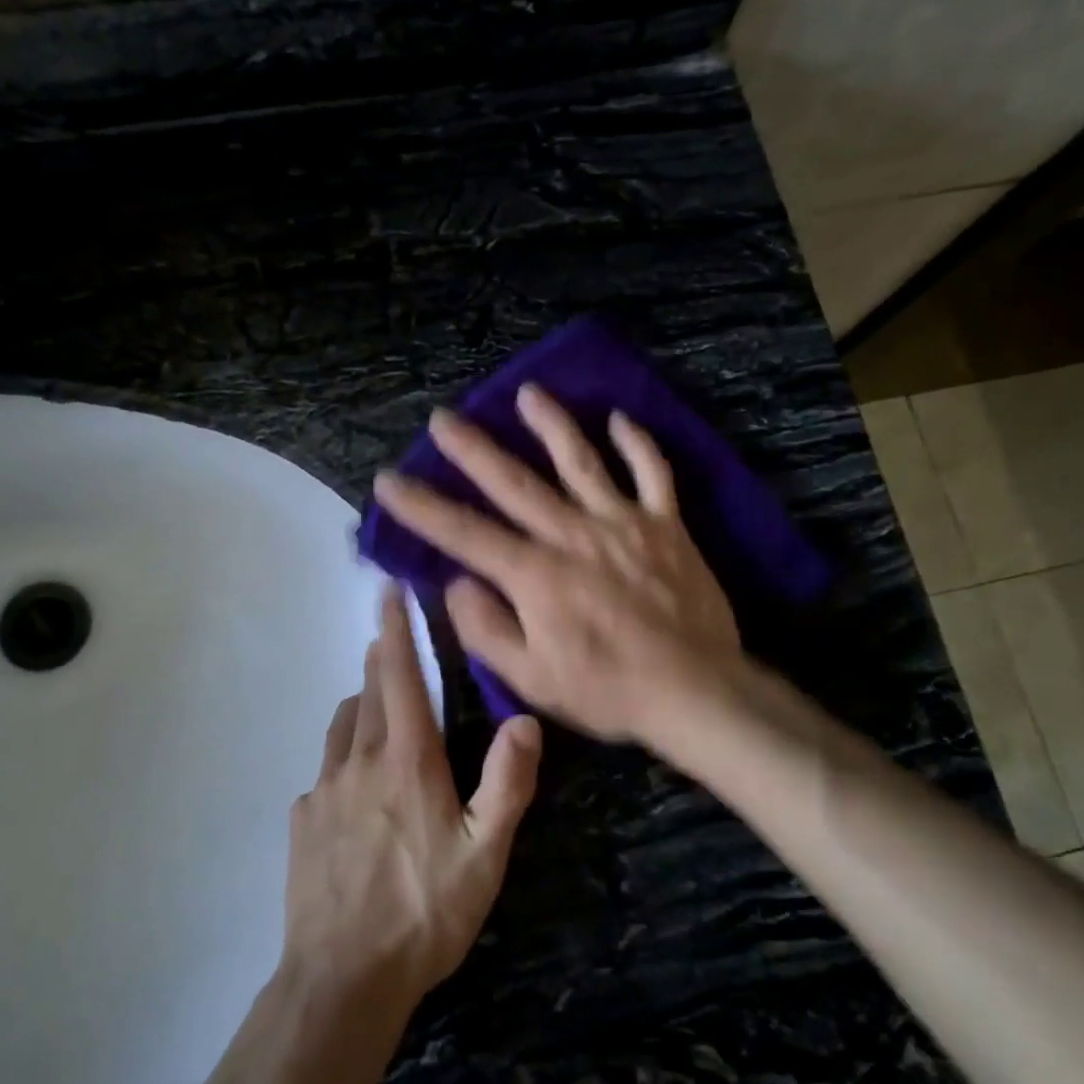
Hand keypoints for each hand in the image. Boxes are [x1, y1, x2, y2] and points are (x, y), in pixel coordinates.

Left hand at [283, 587, 542, 1007]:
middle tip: (389, 644)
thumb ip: (507, 784)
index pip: (400, 677)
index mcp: (406, 761)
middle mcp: (359, 761)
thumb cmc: (424, 912)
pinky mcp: (302, 822)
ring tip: (374, 707)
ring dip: (359, 705)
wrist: (342, 980)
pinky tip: (351, 789)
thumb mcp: (484, 855)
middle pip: (369, 693)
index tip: (387, 591)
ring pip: (341, 727)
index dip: (395, 630)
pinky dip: (340, 760)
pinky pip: (323, 773)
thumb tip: (526, 721)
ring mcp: (323, 791)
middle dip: (381, 661)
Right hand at [371, 383, 742, 747]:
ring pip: (581, 461)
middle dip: (473, 449)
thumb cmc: (607, 690)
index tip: (388, 480)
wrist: (695, 690)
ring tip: (528, 393)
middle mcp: (572, 534)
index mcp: (535, 574)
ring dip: (552, 424)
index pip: (464, 533)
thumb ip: (486, 628)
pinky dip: (637, 444)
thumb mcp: (531, 678)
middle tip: (444, 418)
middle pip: (514, 482)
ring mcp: (622, 523)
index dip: (420, 506)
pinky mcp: (665, 525)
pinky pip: (652, 473)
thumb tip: (457, 584)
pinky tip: (619, 418)